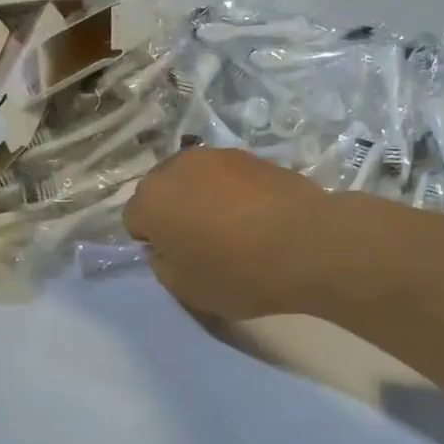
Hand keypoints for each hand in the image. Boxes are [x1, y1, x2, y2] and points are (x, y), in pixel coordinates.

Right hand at [125, 148, 331, 319]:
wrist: (308, 243)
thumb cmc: (239, 272)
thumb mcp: (186, 288)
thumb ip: (162, 264)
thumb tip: (166, 246)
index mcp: (151, 199)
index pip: (134, 220)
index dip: (154, 243)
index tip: (181, 260)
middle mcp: (177, 166)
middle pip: (162, 192)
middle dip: (174, 213)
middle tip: (204, 243)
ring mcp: (217, 156)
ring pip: (195, 180)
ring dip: (204, 199)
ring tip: (234, 229)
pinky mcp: (252, 155)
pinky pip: (228, 177)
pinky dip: (234, 193)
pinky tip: (258, 217)